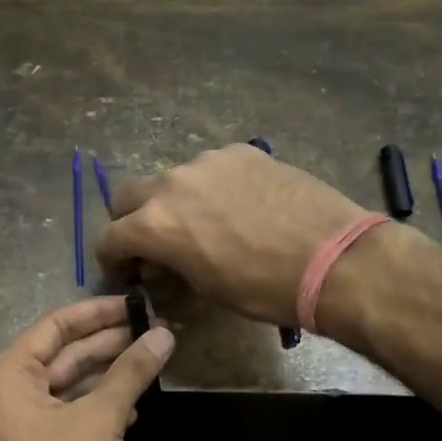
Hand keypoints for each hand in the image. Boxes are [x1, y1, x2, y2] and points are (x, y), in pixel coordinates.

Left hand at [0, 298, 174, 440]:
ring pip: (69, 387)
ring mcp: (21, 426)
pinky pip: (69, 416)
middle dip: (108, 344)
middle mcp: (8, 394)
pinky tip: (134, 408)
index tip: (137, 304)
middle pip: (63, 355)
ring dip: (108, 376)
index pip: (56, 326)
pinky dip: (100, 408)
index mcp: (9, 375)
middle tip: (154, 331)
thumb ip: (131, 373)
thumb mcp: (100, 419)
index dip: (98, 312)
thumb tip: (164, 335)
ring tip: (152, 362)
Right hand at [95, 145, 372, 327]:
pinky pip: (211, 168)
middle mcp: (171, 183)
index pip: (108, 237)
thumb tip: (159, 262)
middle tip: (155, 244)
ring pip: (171, 179)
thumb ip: (170, 265)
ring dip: (174, 202)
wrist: (333, 258)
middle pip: (128, 196)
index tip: (129, 272)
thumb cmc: (263, 289)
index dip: (112, 259)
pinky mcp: (242, 151)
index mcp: (154, 224)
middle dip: (131, 222)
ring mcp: (207, 161)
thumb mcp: (204, 288)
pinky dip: (211, 187)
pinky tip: (240, 207)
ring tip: (206, 224)